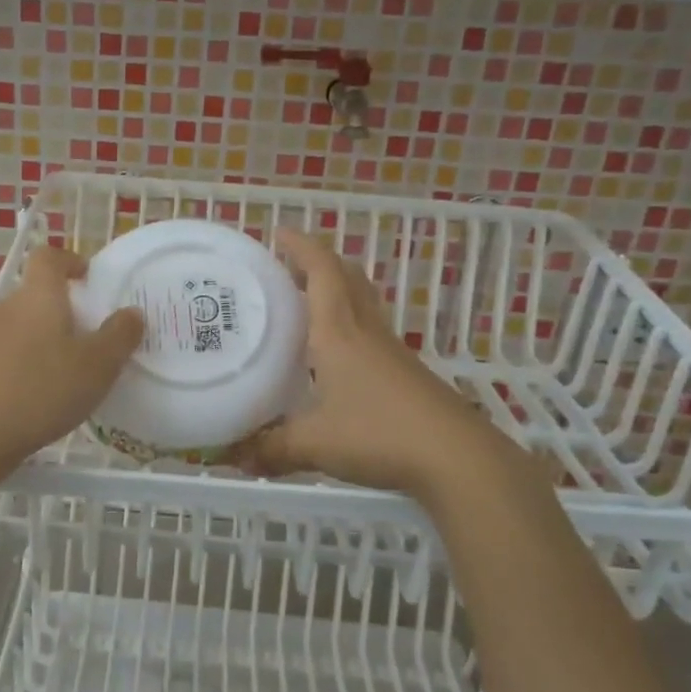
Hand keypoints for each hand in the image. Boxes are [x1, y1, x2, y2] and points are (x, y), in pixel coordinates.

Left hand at [0, 244, 142, 478]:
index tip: (88, 278)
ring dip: (42, 341)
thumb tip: (131, 312)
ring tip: (66, 373)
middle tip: (88, 337)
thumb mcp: (97, 366)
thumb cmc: (41, 390)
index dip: (69, 260)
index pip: (48, 257)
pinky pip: (4, 357)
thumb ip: (120, 336)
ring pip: (19, 328)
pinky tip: (37, 399)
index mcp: (38, 296)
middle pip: (34, 295)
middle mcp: (5, 309)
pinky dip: (23, 367)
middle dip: (61, 310)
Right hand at [233, 229, 522, 500]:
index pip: (321, 271)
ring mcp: (390, 351)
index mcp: (339, 331)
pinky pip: (370, 332)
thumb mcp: (315, 444)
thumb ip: (272, 448)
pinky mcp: (405, 373)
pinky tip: (332, 357)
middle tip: (286, 267)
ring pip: (361, 303)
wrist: (456, 458)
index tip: (278, 233)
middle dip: (317, 263)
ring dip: (335, 291)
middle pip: (346, 278)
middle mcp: (366, 331)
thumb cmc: (379, 434)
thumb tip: (234, 457)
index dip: (301, 246)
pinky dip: (347, 326)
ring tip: (304, 304)